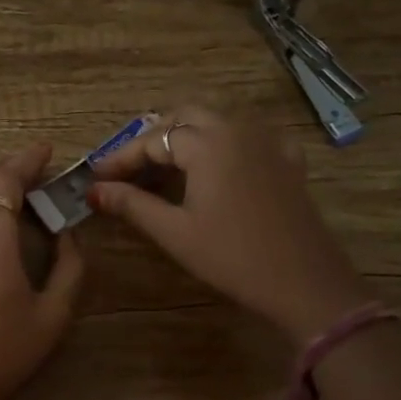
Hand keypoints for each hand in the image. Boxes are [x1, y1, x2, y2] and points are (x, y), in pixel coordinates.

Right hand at [87, 106, 369, 342]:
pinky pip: (249, 134)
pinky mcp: (287, 160)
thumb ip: (132, 204)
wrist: (305, 283)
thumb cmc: (232, 257)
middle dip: (154, 136)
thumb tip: (95, 190)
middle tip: (130, 166)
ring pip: (219, 119)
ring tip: (165, 162)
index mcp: (208, 143)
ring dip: (188, 133)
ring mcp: (267, 142)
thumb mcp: (175, 232)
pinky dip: (225, 140)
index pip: (153, 140)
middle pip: (186, 116)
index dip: (122, 158)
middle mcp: (238, 129)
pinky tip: (219, 163)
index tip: (97, 176)